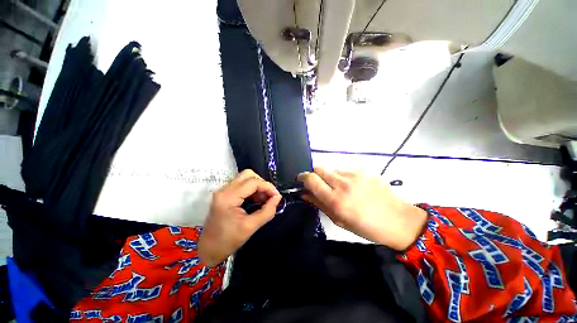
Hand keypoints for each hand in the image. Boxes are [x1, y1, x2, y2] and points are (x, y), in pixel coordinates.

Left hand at [198, 170, 281, 266]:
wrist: (209, 249)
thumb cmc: (228, 240)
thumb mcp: (251, 227)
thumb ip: (267, 211)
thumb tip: (278, 198)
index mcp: (229, 197)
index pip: (253, 182)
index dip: (268, 187)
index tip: (277, 196)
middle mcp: (224, 189)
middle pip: (248, 175)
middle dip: (262, 183)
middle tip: (269, 196)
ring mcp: (223, 190)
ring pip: (245, 178)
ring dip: (258, 186)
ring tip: (264, 199)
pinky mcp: (225, 193)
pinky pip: (242, 184)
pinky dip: (252, 189)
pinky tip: (256, 199)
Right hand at [297, 167, 426, 250]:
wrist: (397, 220)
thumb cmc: (366, 226)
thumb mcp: (338, 220)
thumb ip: (319, 203)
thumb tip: (304, 193)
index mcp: (336, 200)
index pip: (311, 179)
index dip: (302, 177)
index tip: (300, 180)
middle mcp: (344, 184)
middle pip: (318, 167)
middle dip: (314, 174)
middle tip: (317, 183)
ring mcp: (355, 174)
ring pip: (331, 167)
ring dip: (328, 175)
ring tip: (337, 186)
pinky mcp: (364, 169)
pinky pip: (344, 168)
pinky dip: (341, 174)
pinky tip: (350, 184)